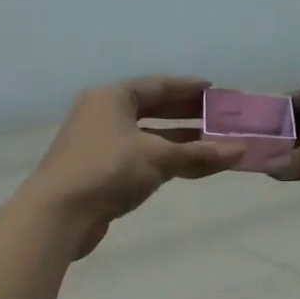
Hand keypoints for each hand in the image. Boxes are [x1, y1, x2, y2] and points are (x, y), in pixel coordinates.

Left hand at [27, 76, 245, 257]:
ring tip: (211, 144)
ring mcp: (98, 144)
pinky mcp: (97, 172)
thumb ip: (199, 154)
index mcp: (112, 97)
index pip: (157, 85)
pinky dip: (162, 159)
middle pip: (151, 109)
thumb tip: (241, 151)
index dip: (188, 88)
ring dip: (177, 140)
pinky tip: (184, 167)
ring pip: (145, 136)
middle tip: (219, 118)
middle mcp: (102, 114)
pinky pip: (138, 158)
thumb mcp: (158, 158)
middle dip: (186, 115)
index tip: (216, 91)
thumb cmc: (108, 170)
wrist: (59, 213)